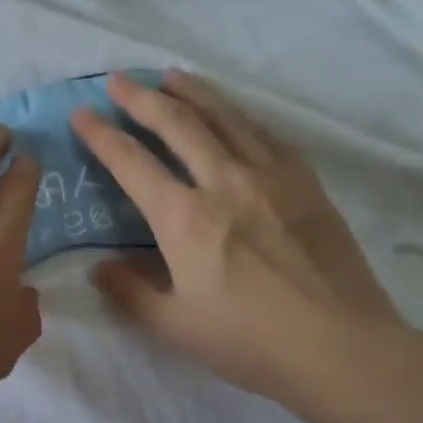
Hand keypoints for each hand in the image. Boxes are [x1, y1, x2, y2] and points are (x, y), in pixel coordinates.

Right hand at [71, 71, 403, 409]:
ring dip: (193, 92)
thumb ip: (130, 292)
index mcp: (184, 218)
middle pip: (177, 124)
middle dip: (142, 98)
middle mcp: (224, 182)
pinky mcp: (306, 183)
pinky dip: (240, 116)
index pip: (131, 163)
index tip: (81, 114)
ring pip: (225, 117)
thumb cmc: (249, 340)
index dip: (101, 135)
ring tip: (171, 76)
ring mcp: (270, 177)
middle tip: (119, 80)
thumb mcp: (174, 325)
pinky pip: (266, 135)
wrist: (341, 347)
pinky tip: (233, 114)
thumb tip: (100, 267)